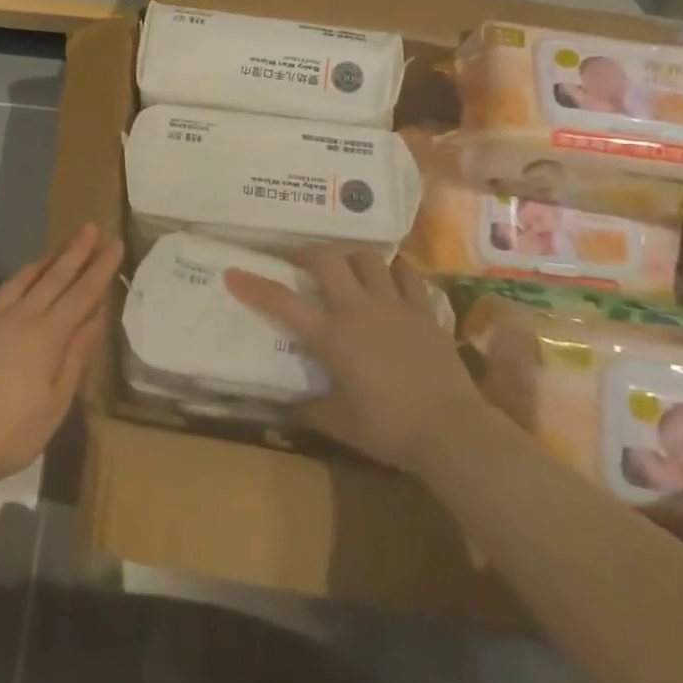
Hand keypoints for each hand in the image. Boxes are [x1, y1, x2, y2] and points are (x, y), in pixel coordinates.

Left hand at [0, 224, 123, 489]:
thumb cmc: (12, 433)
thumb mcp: (57, 402)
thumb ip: (76, 356)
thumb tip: (96, 318)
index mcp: (47, 336)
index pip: (82, 293)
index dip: (101, 268)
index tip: (115, 243)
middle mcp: (20, 319)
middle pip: (54, 277)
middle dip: (75, 251)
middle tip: (90, 227)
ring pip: (21, 281)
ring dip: (44, 262)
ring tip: (57, 250)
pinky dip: (14, 285)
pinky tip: (16, 288)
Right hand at [226, 247, 485, 475]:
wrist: (449, 430)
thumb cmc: (388, 429)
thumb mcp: (339, 424)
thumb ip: (308, 409)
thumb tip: (283, 406)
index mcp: (332, 337)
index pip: (283, 303)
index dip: (254, 286)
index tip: (233, 272)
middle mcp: (358, 309)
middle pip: (327, 260)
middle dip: (308, 252)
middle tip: (300, 260)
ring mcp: (393, 305)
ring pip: (367, 258)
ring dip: (350, 256)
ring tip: (345, 264)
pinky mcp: (423, 310)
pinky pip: (407, 275)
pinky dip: (395, 269)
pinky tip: (390, 273)